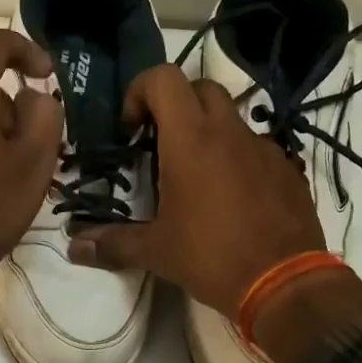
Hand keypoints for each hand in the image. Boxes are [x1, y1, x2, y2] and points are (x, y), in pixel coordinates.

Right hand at [67, 64, 324, 317]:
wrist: (285, 284)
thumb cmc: (212, 258)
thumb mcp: (156, 252)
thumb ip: (113, 244)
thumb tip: (74, 247)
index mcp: (190, 140)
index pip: (163, 77)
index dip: (140, 91)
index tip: (132, 129)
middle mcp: (228, 131)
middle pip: (199, 88)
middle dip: (175, 106)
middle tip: (160, 144)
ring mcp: (264, 147)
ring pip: (231, 117)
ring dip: (208, 132)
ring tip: (196, 177)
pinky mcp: (287, 168)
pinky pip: (256, 147)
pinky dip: (237, 158)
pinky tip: (232, 198)